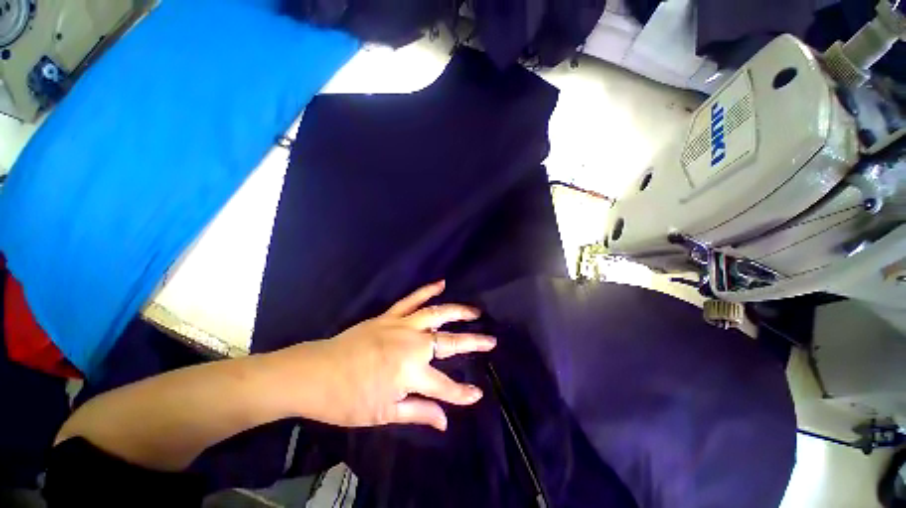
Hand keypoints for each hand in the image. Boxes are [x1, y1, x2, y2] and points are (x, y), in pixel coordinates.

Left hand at [283, 281, 495, 430]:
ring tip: (475, 311)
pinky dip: (427, 290)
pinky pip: (412, 299)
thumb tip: (445, 421)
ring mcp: (401, 325)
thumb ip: (418, 413)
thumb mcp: (384, 414)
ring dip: (458, 311)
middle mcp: (412, 344)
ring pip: (436, 314)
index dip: (462, 394)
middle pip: (449, 342)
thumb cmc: (349, 399)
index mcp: (411, 372)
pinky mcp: (390, 316)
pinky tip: (441, 283)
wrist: (316, 373)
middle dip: (473, 342)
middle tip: (491, 340)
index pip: (445, 387)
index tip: (477, 394)